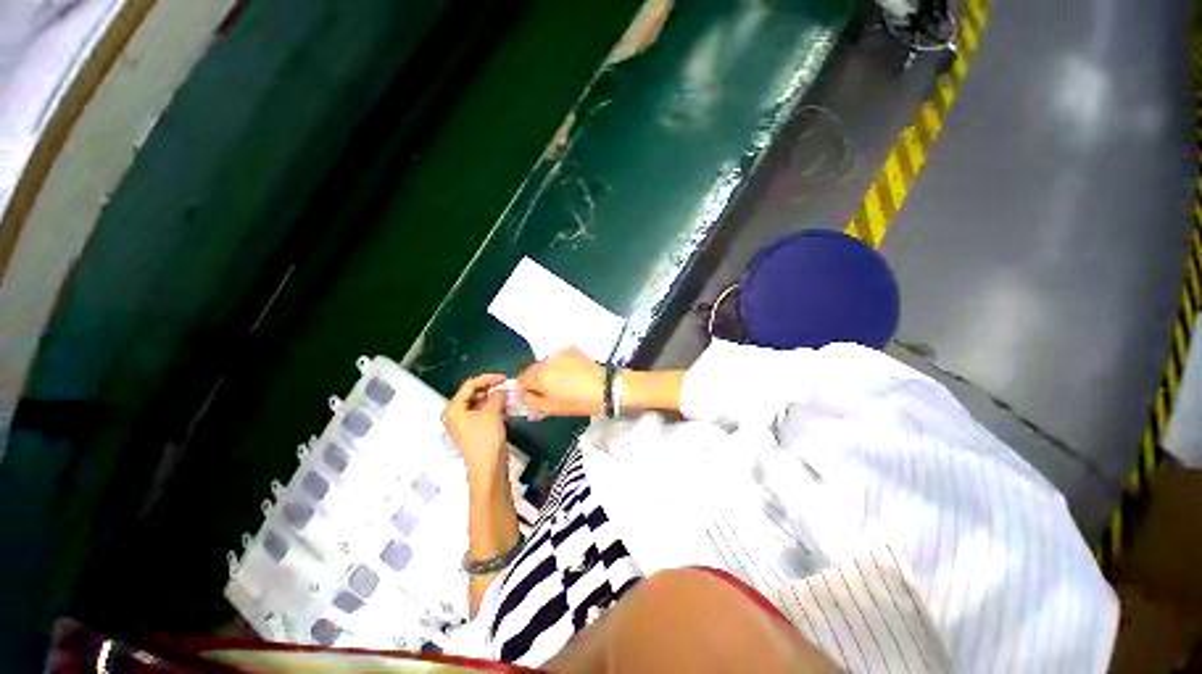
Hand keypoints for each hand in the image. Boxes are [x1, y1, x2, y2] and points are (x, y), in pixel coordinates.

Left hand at [445, 373, 507, 481]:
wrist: (488, 469)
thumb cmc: (486, 440)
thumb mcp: (492, 413)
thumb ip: (496, 397)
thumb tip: (500, 390)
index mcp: (455, 409)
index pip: (470, 385)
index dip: (487, 379)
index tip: (504, 378)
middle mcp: (456, 415)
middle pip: (472, 393)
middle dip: (489, 387)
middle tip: (506, 385)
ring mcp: (465, 424)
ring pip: (478, 403)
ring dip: (492, 396)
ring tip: (506, 394)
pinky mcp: (475, 431)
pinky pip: (482, 412)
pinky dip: (492, 406)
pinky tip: (503, 406)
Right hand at [518, 347, 605, 416]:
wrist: (605, 387)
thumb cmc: (577, 402)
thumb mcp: (550, 409)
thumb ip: (530, 401)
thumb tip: (523, 395)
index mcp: (539, 374)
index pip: (521, 379)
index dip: (526, 390)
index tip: (536, 397)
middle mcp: (546, 359)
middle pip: (534, 370)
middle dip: (539, 380)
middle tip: (552, 392)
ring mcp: (560, 352)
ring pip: (547, 363)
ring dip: (550, 371)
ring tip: (565, 382)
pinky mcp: (572, 349)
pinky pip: (560, 358)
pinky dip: (562, 365)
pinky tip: (573, 374)